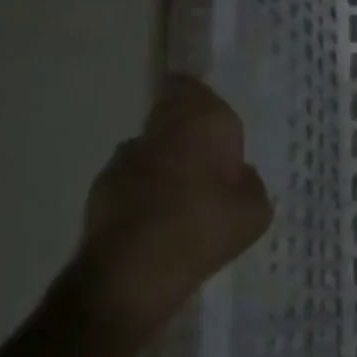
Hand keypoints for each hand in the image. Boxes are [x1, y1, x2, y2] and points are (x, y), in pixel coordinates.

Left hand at [70, 75, 272, 340]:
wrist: (135, 271)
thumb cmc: (207, 227)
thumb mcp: (256, 209)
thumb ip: (248, 182)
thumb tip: (236, 175)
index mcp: (203, 121)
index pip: (190, 86)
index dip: (198, 98)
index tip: (211, 117)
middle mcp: (160, 129)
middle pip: (169, 114)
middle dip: (185, 131)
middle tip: (206, 159)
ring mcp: (125, 157)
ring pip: (150, 147)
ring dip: (163, 161)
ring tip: (181, 196)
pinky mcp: (100, 188)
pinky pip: (131, 179)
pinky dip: (143, 190)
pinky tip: (157, 220)